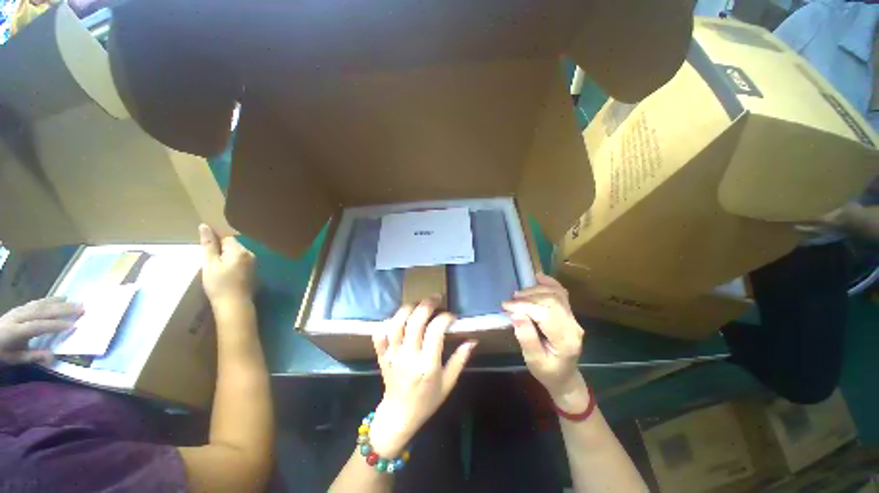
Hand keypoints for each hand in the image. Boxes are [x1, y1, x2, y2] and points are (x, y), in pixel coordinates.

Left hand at [0, 297, 83, 364]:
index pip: (38, 326)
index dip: (55, 326)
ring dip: (59, 303)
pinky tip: (59, 298)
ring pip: (40, 305)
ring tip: (75, 301)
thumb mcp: (15, 359)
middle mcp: (18, 317)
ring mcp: (18, 310)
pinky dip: (49, 299)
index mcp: (16, 330)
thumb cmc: (2, 352)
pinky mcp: (20, 307)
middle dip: (62, 309)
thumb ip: (33, 357)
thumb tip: (53, 357)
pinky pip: (36, 302)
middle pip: (42, 311)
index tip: (74, 325)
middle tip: (82, 308)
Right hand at [199, 224, 255, 307]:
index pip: (226, 237)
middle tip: (207, 256)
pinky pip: (241, 261)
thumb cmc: (219, 284)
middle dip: (221, 247)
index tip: (204, 242)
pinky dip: (232, 263)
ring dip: (226, 255)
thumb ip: (208, 244)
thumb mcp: (209, 264)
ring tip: (215, 265)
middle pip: (233, 244)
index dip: (215, 238)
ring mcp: (253, 263)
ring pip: (237, 253)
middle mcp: (250, 254)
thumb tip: (205, 226)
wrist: (235, 304)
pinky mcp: (253, 271)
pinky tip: (225, 271)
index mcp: (239, 250)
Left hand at [368, 296, 476, 456]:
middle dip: (427, 305)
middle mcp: (408, 358)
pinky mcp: (382, 355)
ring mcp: (392, 356)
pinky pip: (379, 335)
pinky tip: (398, 318)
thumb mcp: (448, 383)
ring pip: (396, 325)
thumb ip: (460, 360)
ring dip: (407, 309)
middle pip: (415, 323)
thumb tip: (473, 340)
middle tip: (436, 298)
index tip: (452, 316)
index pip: (435, 332)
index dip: (445, 318)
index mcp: (427, 366)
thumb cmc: (427, 401)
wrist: (399, 416)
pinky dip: (387, 322)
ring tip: (418, 303)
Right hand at [502, 273, 586, 409]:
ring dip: (535, 290)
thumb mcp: (533, 360)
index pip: (545, 314)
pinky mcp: (569, 312)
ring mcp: (573, 317)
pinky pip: (561, 293)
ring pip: (555, 294)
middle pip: (551, 301)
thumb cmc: (547, 371)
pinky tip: (538, 277)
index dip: (524, 306)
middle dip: (528, 297)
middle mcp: (573, 325)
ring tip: (518, 295)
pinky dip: (549, 283)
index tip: (506, 306)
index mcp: (565, 340)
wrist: (564, 375)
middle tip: (511, 301)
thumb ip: (526, 337)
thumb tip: (516, 314)